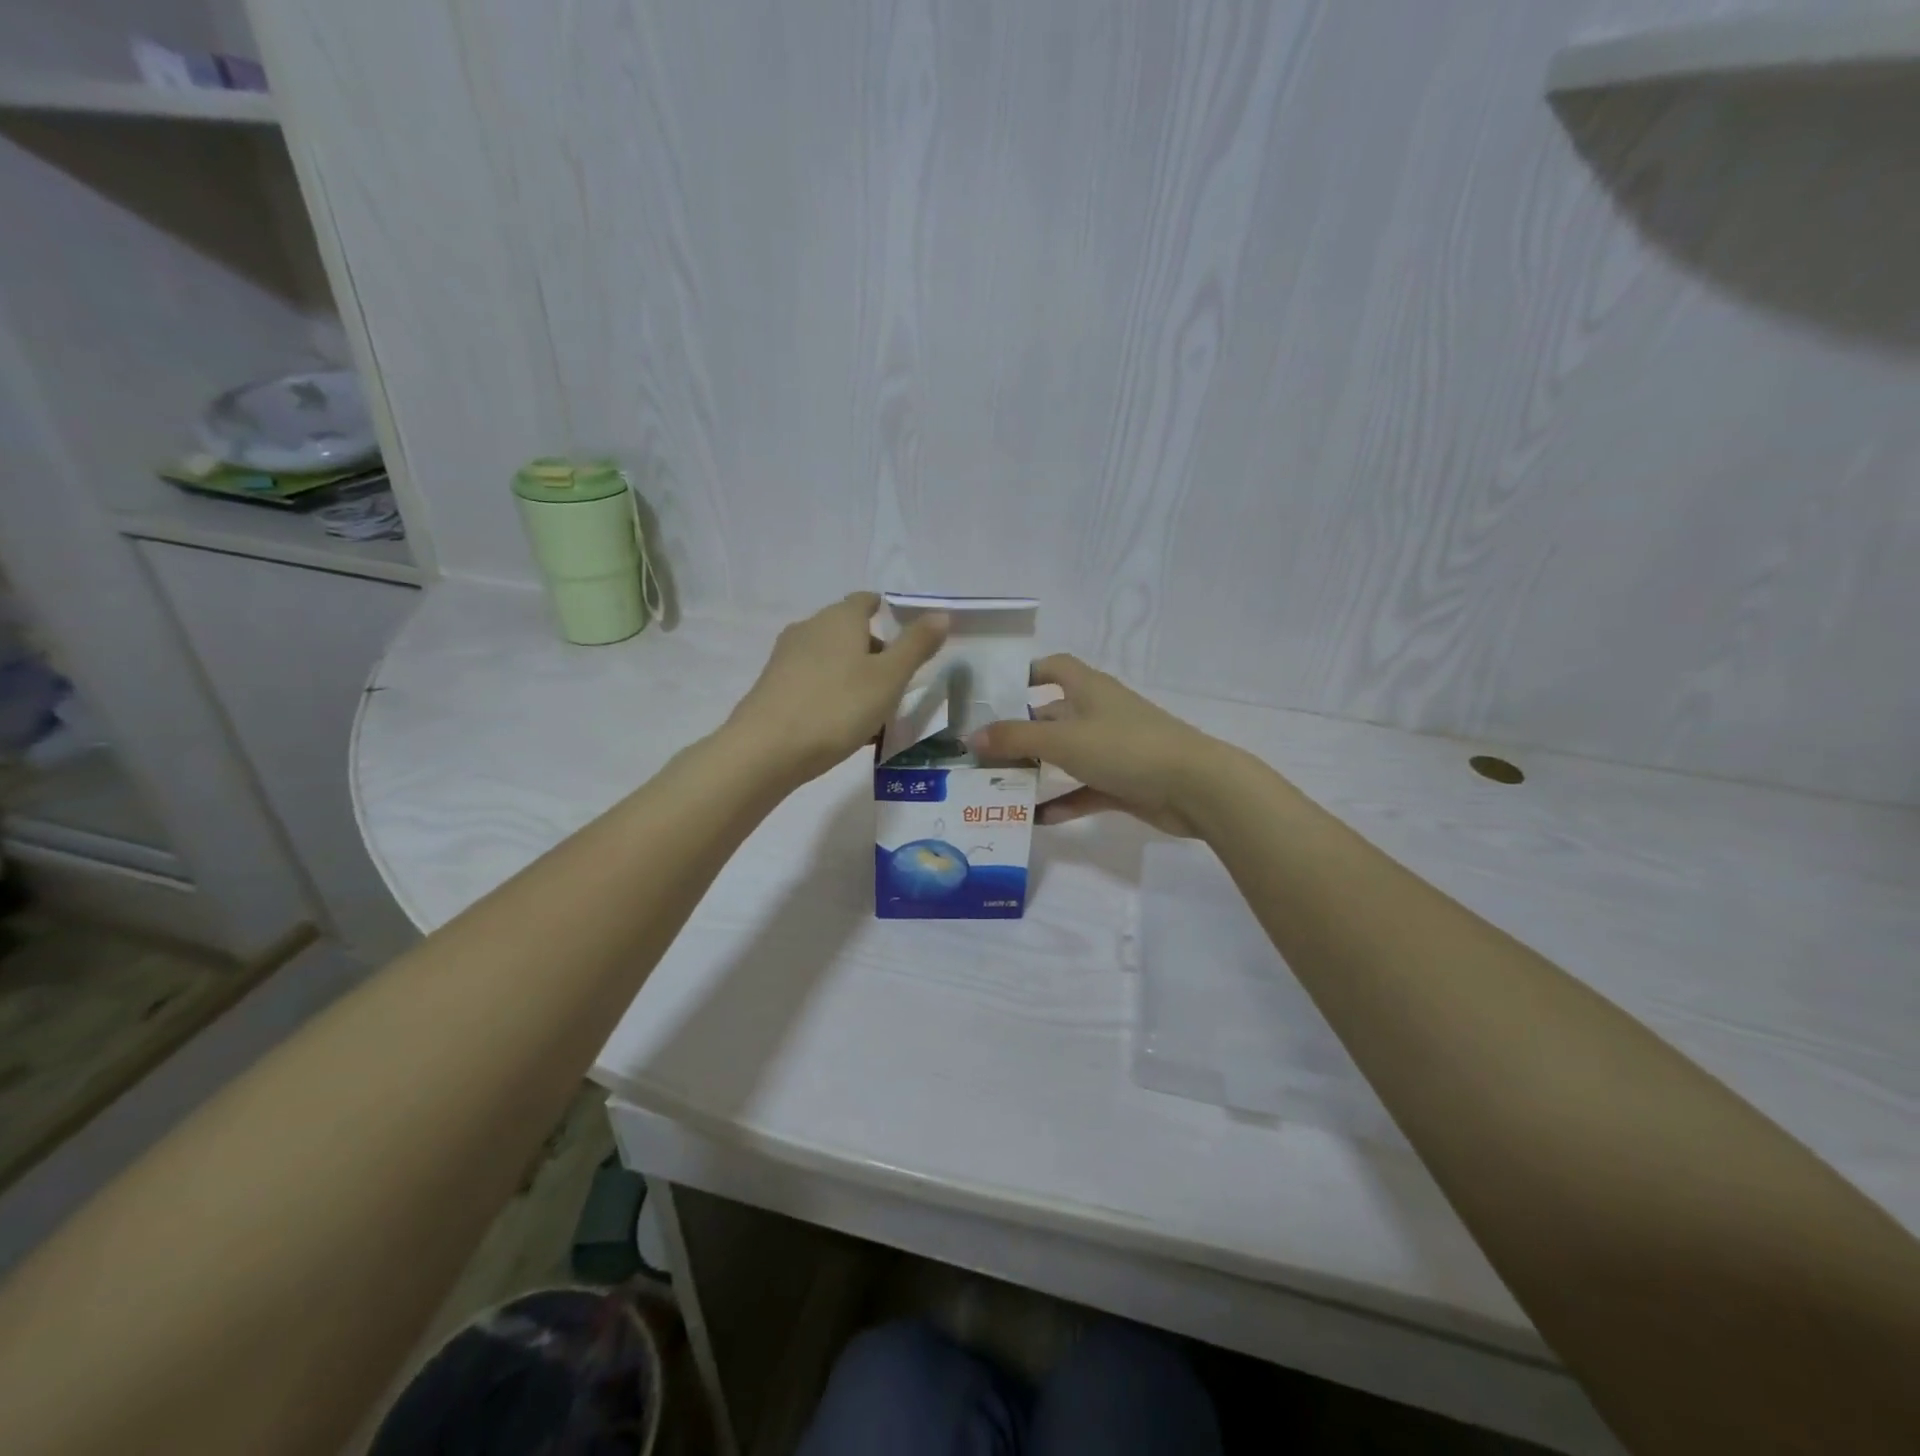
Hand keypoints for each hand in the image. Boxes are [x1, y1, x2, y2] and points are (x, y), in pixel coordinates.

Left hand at [726, 592, 947, 783]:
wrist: (766, 750)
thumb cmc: (836, 707)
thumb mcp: (889, 678)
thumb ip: (916, 645)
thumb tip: (941, 614)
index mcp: (839, 618)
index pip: (866, 601)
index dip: (889, 614)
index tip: (908, 641)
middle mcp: (810, 628)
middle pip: (850, 631)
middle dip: (876, 653)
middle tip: (899, 685)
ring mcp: (787, 657)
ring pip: (833, 659)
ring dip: (856, 677)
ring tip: (876, 712)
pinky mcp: (774, 685)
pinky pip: (815, 682)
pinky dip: (834, 694)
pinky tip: (844, 726)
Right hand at [970, 655, 1217, 835]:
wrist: (1194, 787)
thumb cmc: (1125, 748)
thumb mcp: (1063, 739)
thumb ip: (1015, 738)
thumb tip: (970, 737)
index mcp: (1088, 689)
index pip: (1054, 668)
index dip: (1026, 673)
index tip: (994, 692)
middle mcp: (1099, 713)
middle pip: (1052, 715)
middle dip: (1020, 730)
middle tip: (980, 750)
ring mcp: (1112, 749)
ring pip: (1066, 754)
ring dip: (1037, 768)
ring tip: (996, 784)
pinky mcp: (1122, 782)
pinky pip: (1083, 789)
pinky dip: (1062, 801)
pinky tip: (1034, 818)